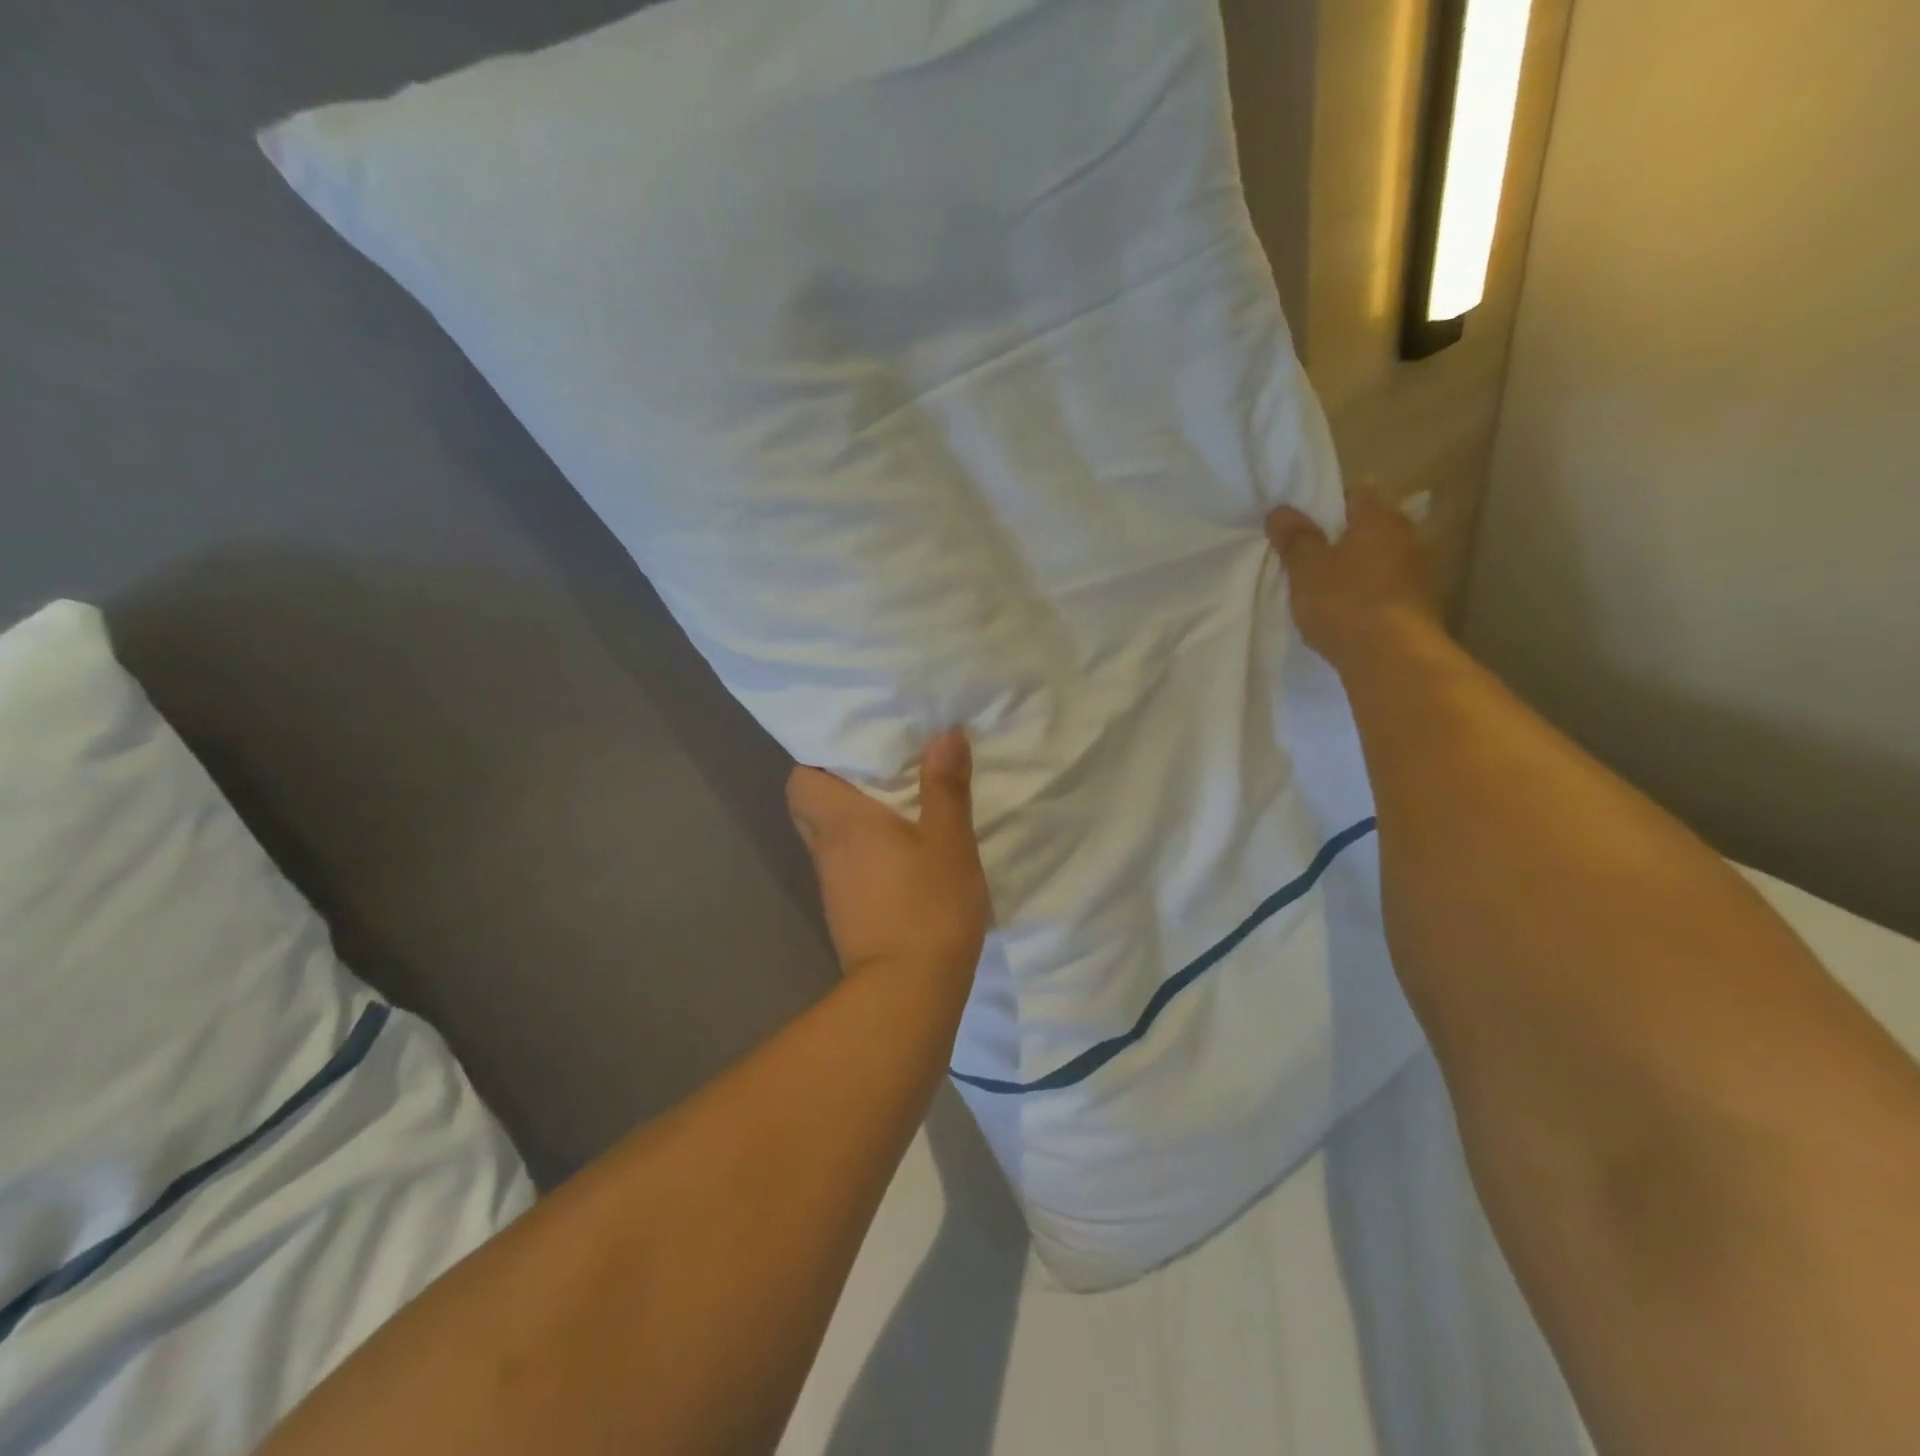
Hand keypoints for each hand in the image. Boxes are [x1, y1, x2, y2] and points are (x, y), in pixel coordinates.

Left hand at [787, 730, 991, 985]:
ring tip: (900, 808)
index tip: (858, 752)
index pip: (800, 780)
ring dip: (856, 823)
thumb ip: (946, 786)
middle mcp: (827, 850)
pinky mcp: (847, 913)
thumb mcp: (949, 840)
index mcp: (843, 823)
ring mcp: (833, 886)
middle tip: (882, 777)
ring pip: (831, 839)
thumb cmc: (929, 905)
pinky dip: (866, 855)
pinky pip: (848, 867)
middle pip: (811, 808)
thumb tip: (944, 733)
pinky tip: (903, 856)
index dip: (821, 762)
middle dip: (838, 788)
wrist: (908, 992)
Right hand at [1265, 488, 1443, 663]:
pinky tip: (1349, 611)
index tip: (1306, 521)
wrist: (1391, 656)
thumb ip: (1295, 538)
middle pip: (1372, 527)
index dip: (1330, 503)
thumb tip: (1280, 511)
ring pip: (1382, 559)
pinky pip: (1388, 589)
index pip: (1357, 493)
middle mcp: (1407, 537)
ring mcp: (1419, 572)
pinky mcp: (1420, 606)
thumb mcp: (1306, 568)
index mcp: (1379, 518)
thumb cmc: (1344, 601)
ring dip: (1360, 568)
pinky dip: (1370, 594)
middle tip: (1313, 554)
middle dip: (1346, 537)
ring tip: (1329, 586)